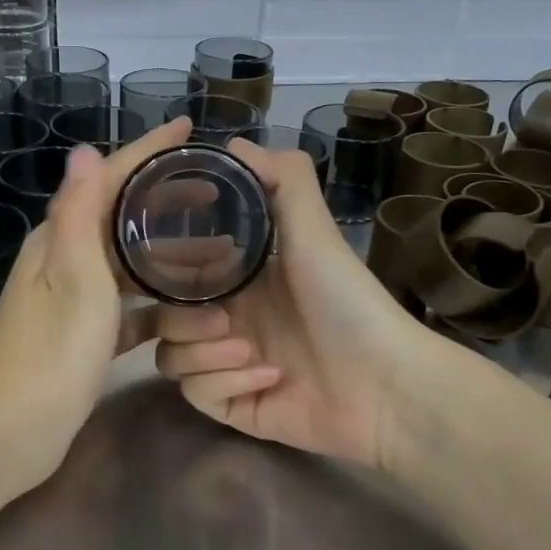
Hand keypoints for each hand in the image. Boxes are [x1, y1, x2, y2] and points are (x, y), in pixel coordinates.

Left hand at [0, 118, 191, 491]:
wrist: (10, 433)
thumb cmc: (50, 354)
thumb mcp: (73, 279)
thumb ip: (79, 214)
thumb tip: (83, 149)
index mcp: (59, 239)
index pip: (107, 178)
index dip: (147, 150)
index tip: (189, 129)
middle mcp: (63, 261)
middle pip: (120, 215)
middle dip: (163, 198)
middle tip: (214, 191)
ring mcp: (72, 300)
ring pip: (127, 262)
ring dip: (167, 253)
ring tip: (217, 249)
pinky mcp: (82, 336)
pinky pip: (128, 306)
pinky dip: (156, 302)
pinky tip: (188, 307)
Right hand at [153, 139, 457, 473]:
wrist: (387, 385)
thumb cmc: (347, 302)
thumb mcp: (315, 233)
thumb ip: (282, 182)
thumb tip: (234, 142)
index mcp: (240, 281)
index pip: (178, 272)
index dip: (165, 268)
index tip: (165, 265)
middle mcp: (229, 321)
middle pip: (164, 319)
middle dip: (182, 319)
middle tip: (222, 318)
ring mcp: (228, 367)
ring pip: (170, 359)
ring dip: (204, 354)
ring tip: (248, 351)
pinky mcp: (234, 407)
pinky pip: (197, 395)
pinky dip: (227, 385)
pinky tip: (270, 379)